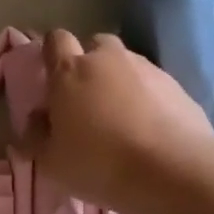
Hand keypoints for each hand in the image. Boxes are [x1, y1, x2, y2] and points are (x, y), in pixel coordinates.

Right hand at [23, 30, 213, 213]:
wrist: (172, 172)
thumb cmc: (98, 164)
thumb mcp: (51, 162)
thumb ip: (36, 136)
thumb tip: (36, 119)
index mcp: (70, 71)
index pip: (55, 40)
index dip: (52, 53)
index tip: (52, 76)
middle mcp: (108, 60)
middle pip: (95, 44)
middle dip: (91, 63)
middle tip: (88, 98)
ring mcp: (147, 69)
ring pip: (127, 63)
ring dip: (121, 80)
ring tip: (123, 117)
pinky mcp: (177, 86)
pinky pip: (155, 84)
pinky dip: (149, 98)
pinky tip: (150, 128)